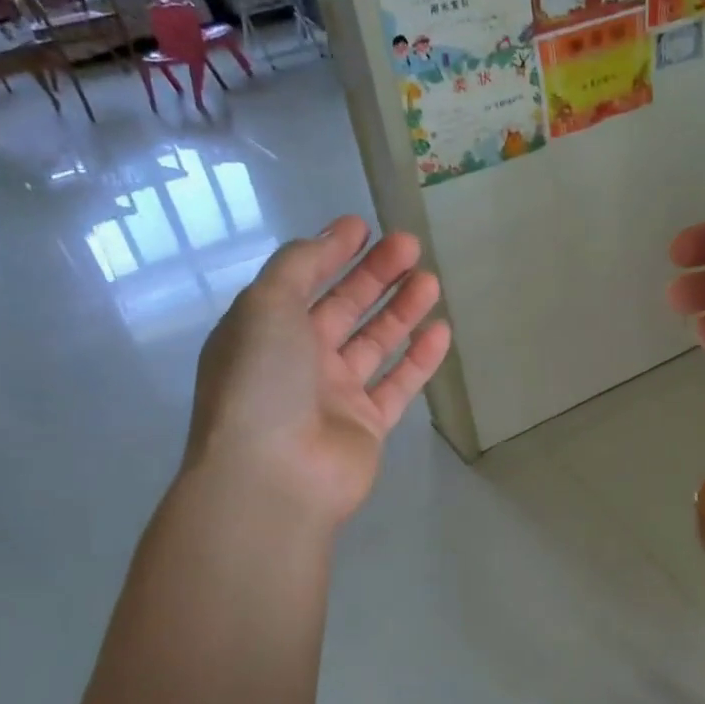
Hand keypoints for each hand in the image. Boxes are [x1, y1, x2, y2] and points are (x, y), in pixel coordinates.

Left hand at [185, 217, 451, 526]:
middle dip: (375, 275)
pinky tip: (441, 332)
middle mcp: (298, 361)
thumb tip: (327, 238)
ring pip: (375, 343)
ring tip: (431, 280)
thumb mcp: (266, 305)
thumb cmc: (262, 382)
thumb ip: (298, 265)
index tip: (364, 226)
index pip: (302, 281)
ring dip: (401, 310)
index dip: (331, 252)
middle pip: (343, 308)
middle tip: (411, 246)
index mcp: (265, 331)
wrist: (274, 477)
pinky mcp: (367, 426)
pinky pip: (398, 384)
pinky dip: (420, 358)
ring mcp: (334, 396)